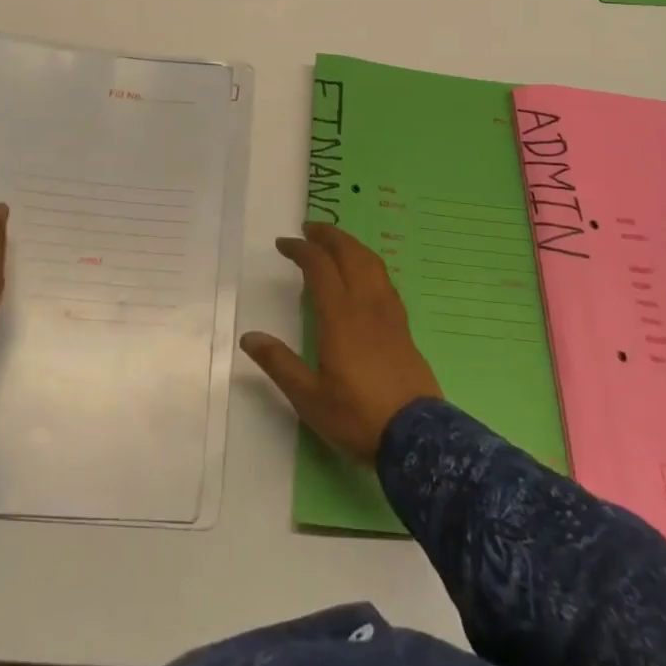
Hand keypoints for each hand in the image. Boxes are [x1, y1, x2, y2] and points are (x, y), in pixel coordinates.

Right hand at [241, 221, 441, 462]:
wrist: (416, 436)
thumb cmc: (356, 415)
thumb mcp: (308, 397)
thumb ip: (279, 363)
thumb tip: (249, 337)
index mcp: (339, 316)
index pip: (319, 266)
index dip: (301, 249)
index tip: (283, 244)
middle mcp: (366, 304)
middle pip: (349, 253)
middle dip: (328, 236)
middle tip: (309, 229)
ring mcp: (389, 313)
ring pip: (371, 262)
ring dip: (351, 245)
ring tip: (335, 244)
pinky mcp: (403, 326)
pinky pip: (384, 280)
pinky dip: (368, 264)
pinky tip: (363, 275)